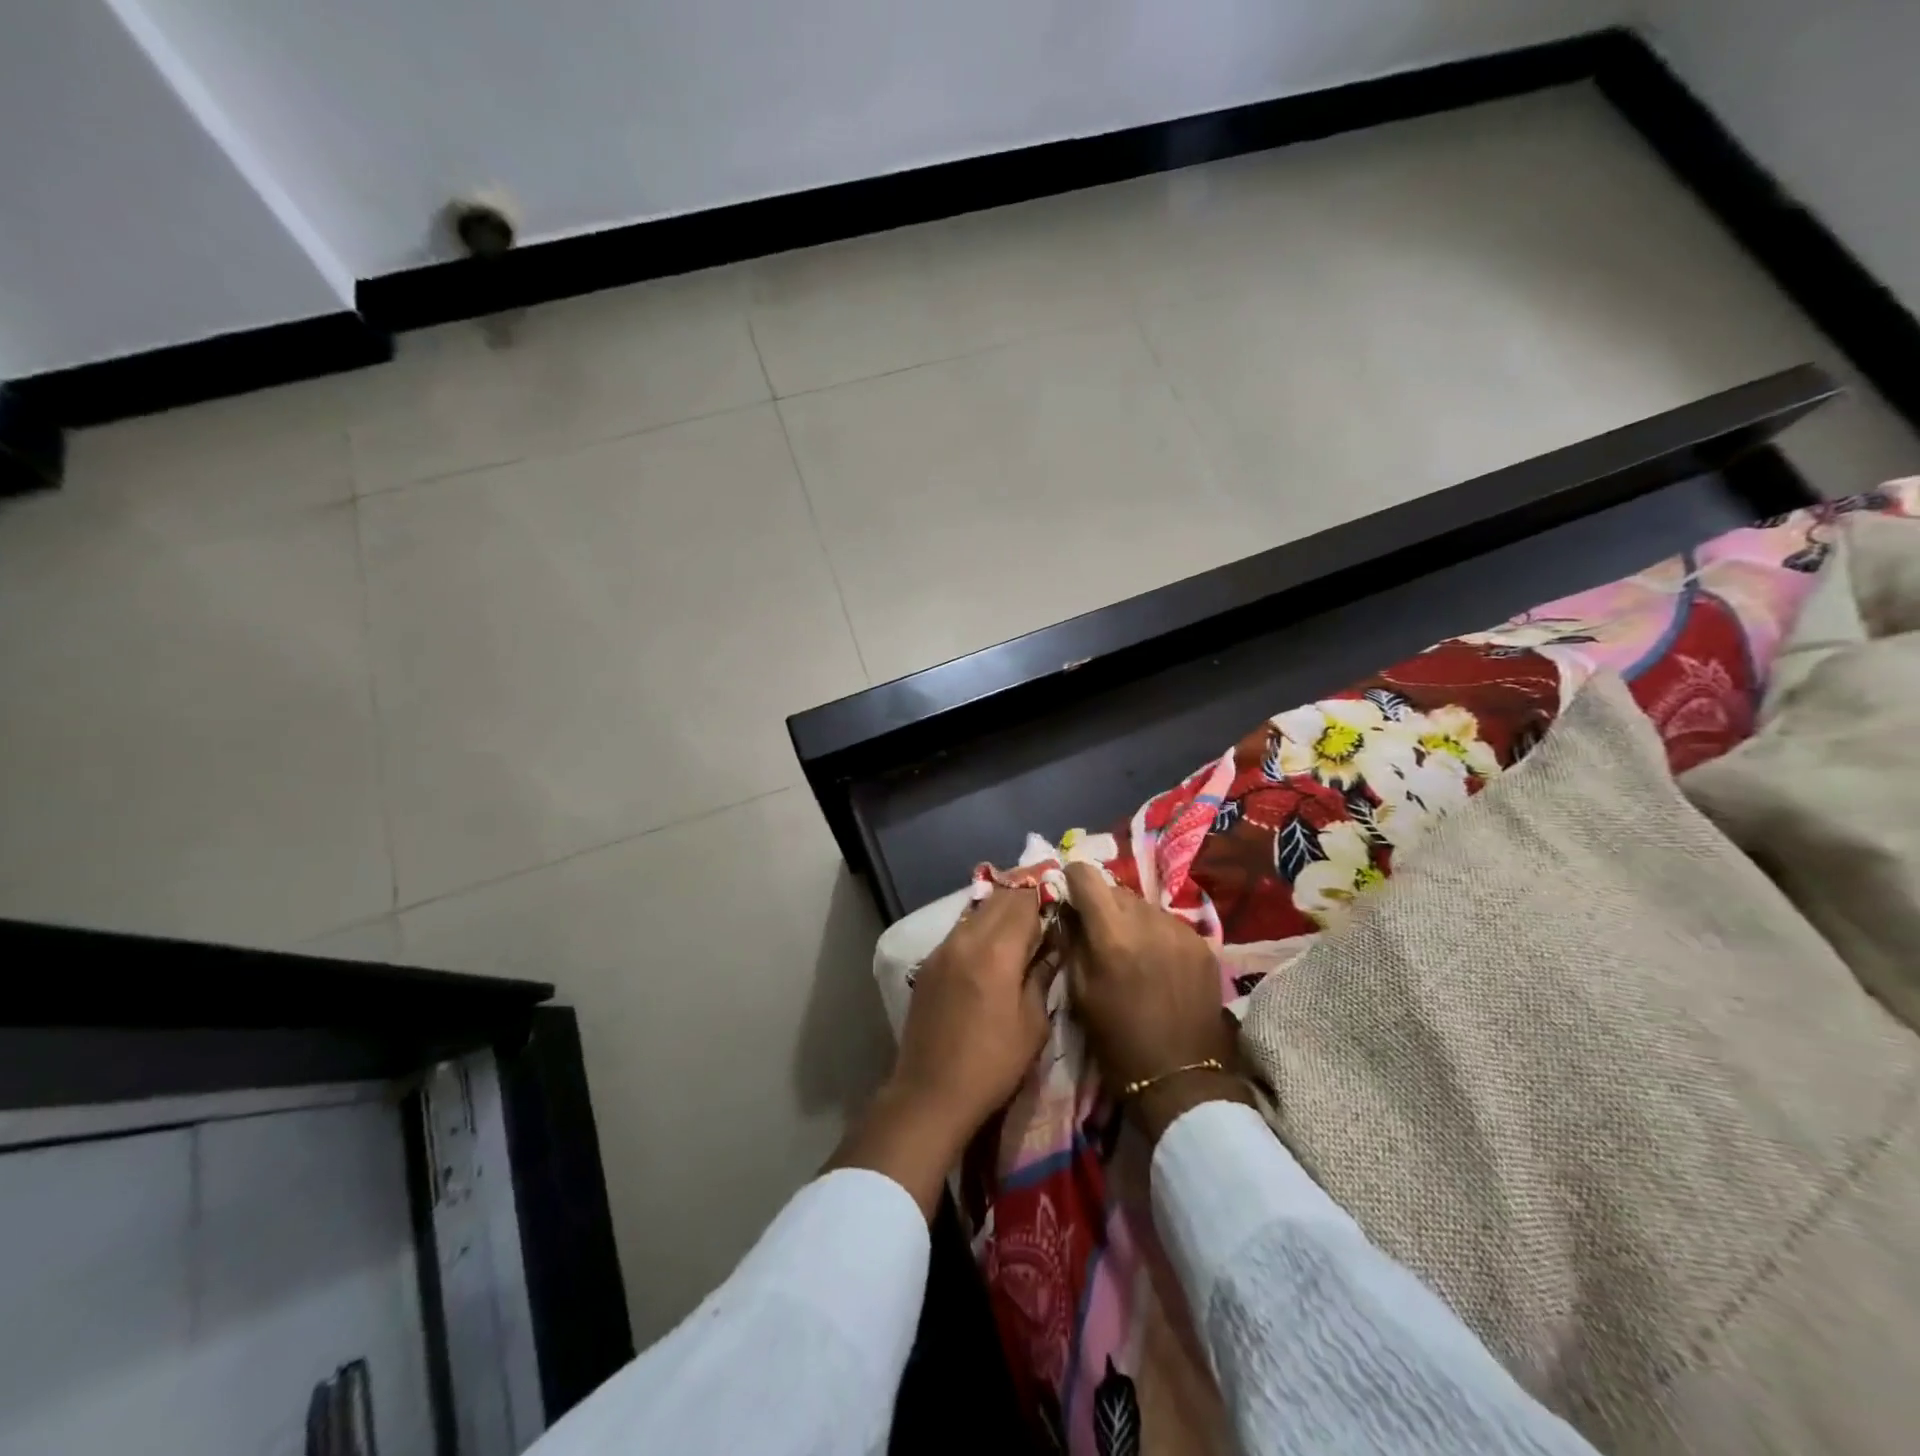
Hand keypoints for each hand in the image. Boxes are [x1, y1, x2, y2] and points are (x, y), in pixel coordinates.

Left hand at [891, 885, 1051, 1137]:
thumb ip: (1042, 975)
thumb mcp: (1033, 1024)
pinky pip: (960, 930)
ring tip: (1021, 927)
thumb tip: (1053, 945)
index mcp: (996, 952)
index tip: (1061, 900)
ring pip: (977, 911)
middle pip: (998, 898)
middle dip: (1023, 898)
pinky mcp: (929, 962)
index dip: (1044, 895)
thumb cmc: (993, 1064)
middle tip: (1045, 910)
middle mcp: (966, 939)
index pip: (1023, 901)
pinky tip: (992, 947)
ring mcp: (942, 948)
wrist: (930, 1093)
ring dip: (1000, 911)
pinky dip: (980, 927)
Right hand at [1065, 863, 1250, 1141]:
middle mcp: (1148, 921)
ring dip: (1131, 918)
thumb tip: (1065, 909)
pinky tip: (1157, 962)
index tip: (1069, 894)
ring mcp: (1180, 930)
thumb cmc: (1118, 1041)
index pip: (1086, 875)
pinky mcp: (1203, 943)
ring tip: (1130, 949)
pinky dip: (1157, 933)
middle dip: (1102, 903)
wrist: (1182, 1079)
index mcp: (1112, 934)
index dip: (1073, 880)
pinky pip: (1169, 923)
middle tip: (1098, 931)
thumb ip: (1071, 941)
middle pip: (1116, 888)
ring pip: (1144, 905)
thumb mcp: (1079, 993)